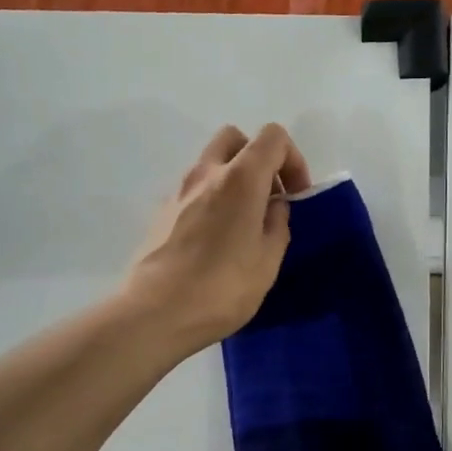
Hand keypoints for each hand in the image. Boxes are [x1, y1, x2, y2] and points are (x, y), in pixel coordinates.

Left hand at [122, 124, 311, 352]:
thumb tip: (273, 207)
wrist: (155, 313)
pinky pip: (195, 190)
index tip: (296, 196)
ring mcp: (179, 191)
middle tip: (268, 197)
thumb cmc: (222, 288)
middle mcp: (207, 173)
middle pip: (235, 138)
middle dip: (258, 159)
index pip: (273, 137)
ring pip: (211, 163)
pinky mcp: (162, 213)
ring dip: (234, 179)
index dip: (293, 159)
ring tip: (244, 223)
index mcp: (240, 178)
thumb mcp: (267, 261)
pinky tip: (217, 240)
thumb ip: (277, 224)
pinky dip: (212, 199)